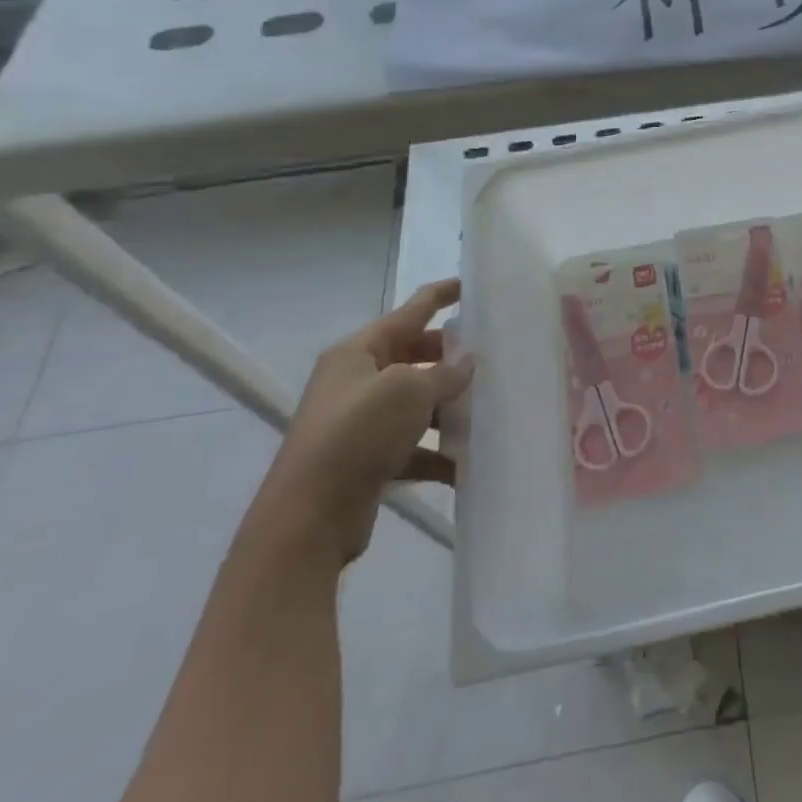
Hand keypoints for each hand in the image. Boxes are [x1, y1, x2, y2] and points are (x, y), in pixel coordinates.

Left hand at [251, 279, 474, 565]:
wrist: (309, 516)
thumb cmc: (358, 433)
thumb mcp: (409, 390)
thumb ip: (445, 372)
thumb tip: (467, 362)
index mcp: (358, 351)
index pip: (410, 311)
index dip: (442, 295)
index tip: (474, 285)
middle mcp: (357, 381)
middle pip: (414, 356)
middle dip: (451, 357)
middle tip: (492, 356)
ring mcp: (361, 421)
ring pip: (417, 403)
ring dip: (450, 407)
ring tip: (489, 409)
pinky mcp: (368, 459)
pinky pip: (414, 446)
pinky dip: (439, 452)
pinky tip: (469, 462)